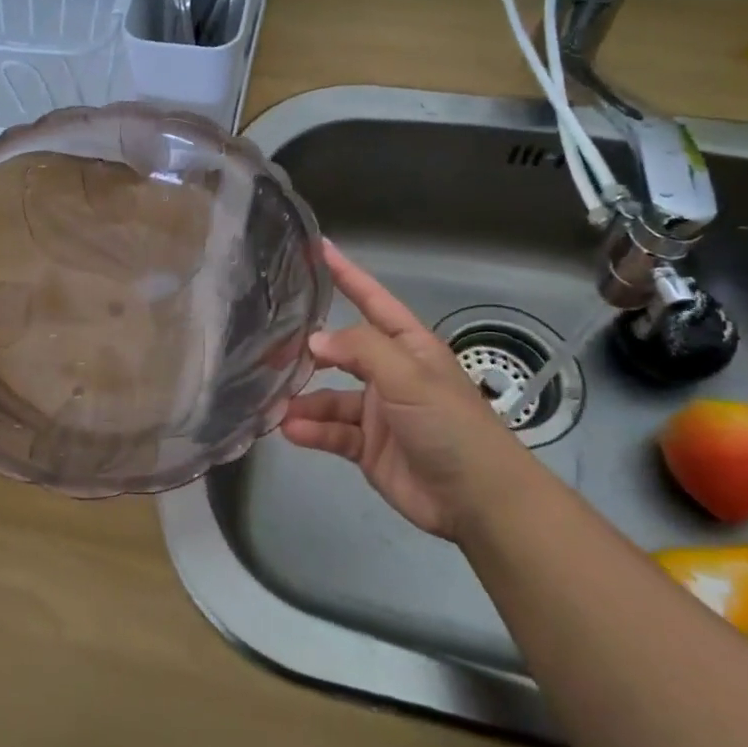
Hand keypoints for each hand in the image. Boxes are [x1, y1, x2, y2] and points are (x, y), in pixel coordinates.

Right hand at [280, 241, 542, 540]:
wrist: (478, 499)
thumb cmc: (449, 424)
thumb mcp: (408, 376)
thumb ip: (361, 350)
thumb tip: (314, 340)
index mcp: (409, 347)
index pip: (373, 301)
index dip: (348, 275)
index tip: (319, 248)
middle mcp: (390, 374)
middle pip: (342, 352)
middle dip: (309, 351)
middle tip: (269, 349)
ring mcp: (378, 412)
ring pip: (330, 397)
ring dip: (305, 400)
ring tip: (274, 404)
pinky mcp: (368, 446)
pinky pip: (332, 432)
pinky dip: (311, 431)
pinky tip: (290, 430)